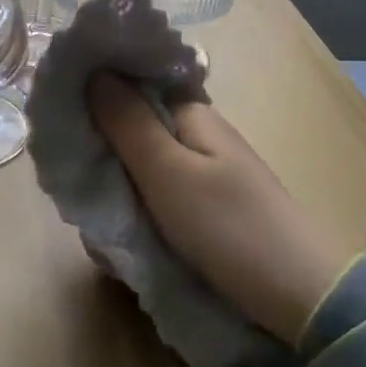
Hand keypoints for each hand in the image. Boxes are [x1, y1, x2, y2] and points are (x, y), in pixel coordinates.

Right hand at [88, 75, 348, 344]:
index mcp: (191, 113)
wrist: (302, 296)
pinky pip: (159, 195)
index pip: (134, 81)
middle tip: (81, 186)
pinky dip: (139, 210)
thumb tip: (94, 70)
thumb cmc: (228, 226)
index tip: (63, 118)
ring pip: (141, 165)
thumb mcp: (168, 173)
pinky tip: (129, 239)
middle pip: (133, 125)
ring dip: (117, 188)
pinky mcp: (209, 206)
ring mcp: (206, 171)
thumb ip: (127, 122)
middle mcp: (198, 133)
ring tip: (105, 227)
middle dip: (102, 151)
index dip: (97, 90)